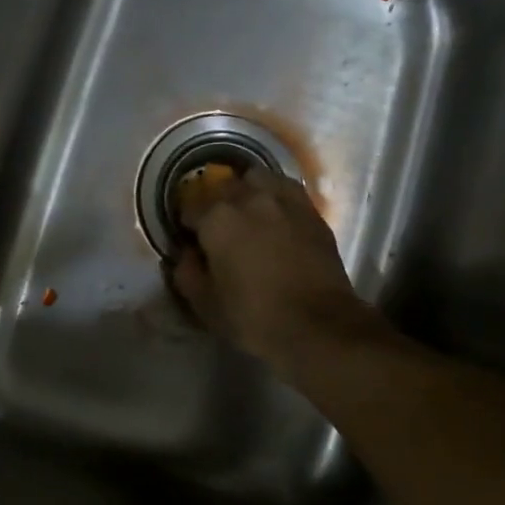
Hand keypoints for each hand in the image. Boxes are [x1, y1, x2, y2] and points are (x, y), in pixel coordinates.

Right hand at [170, 166, 381, 376]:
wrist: (319, 325)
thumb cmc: (254, 317)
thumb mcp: (206, 305)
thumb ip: (187, 273)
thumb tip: (186, 254)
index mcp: (217, 219)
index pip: (190, 206)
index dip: (186, 222)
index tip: (189, 237)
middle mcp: (249, 198)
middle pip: (224, 186)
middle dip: (216, 202)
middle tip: (218, 226)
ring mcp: (284, 200)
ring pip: (258, 178)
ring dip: (247, 190)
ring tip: (249, 213)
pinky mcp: (311, 211)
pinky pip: (286, 190)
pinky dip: (276, 197)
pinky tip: (276, 217)